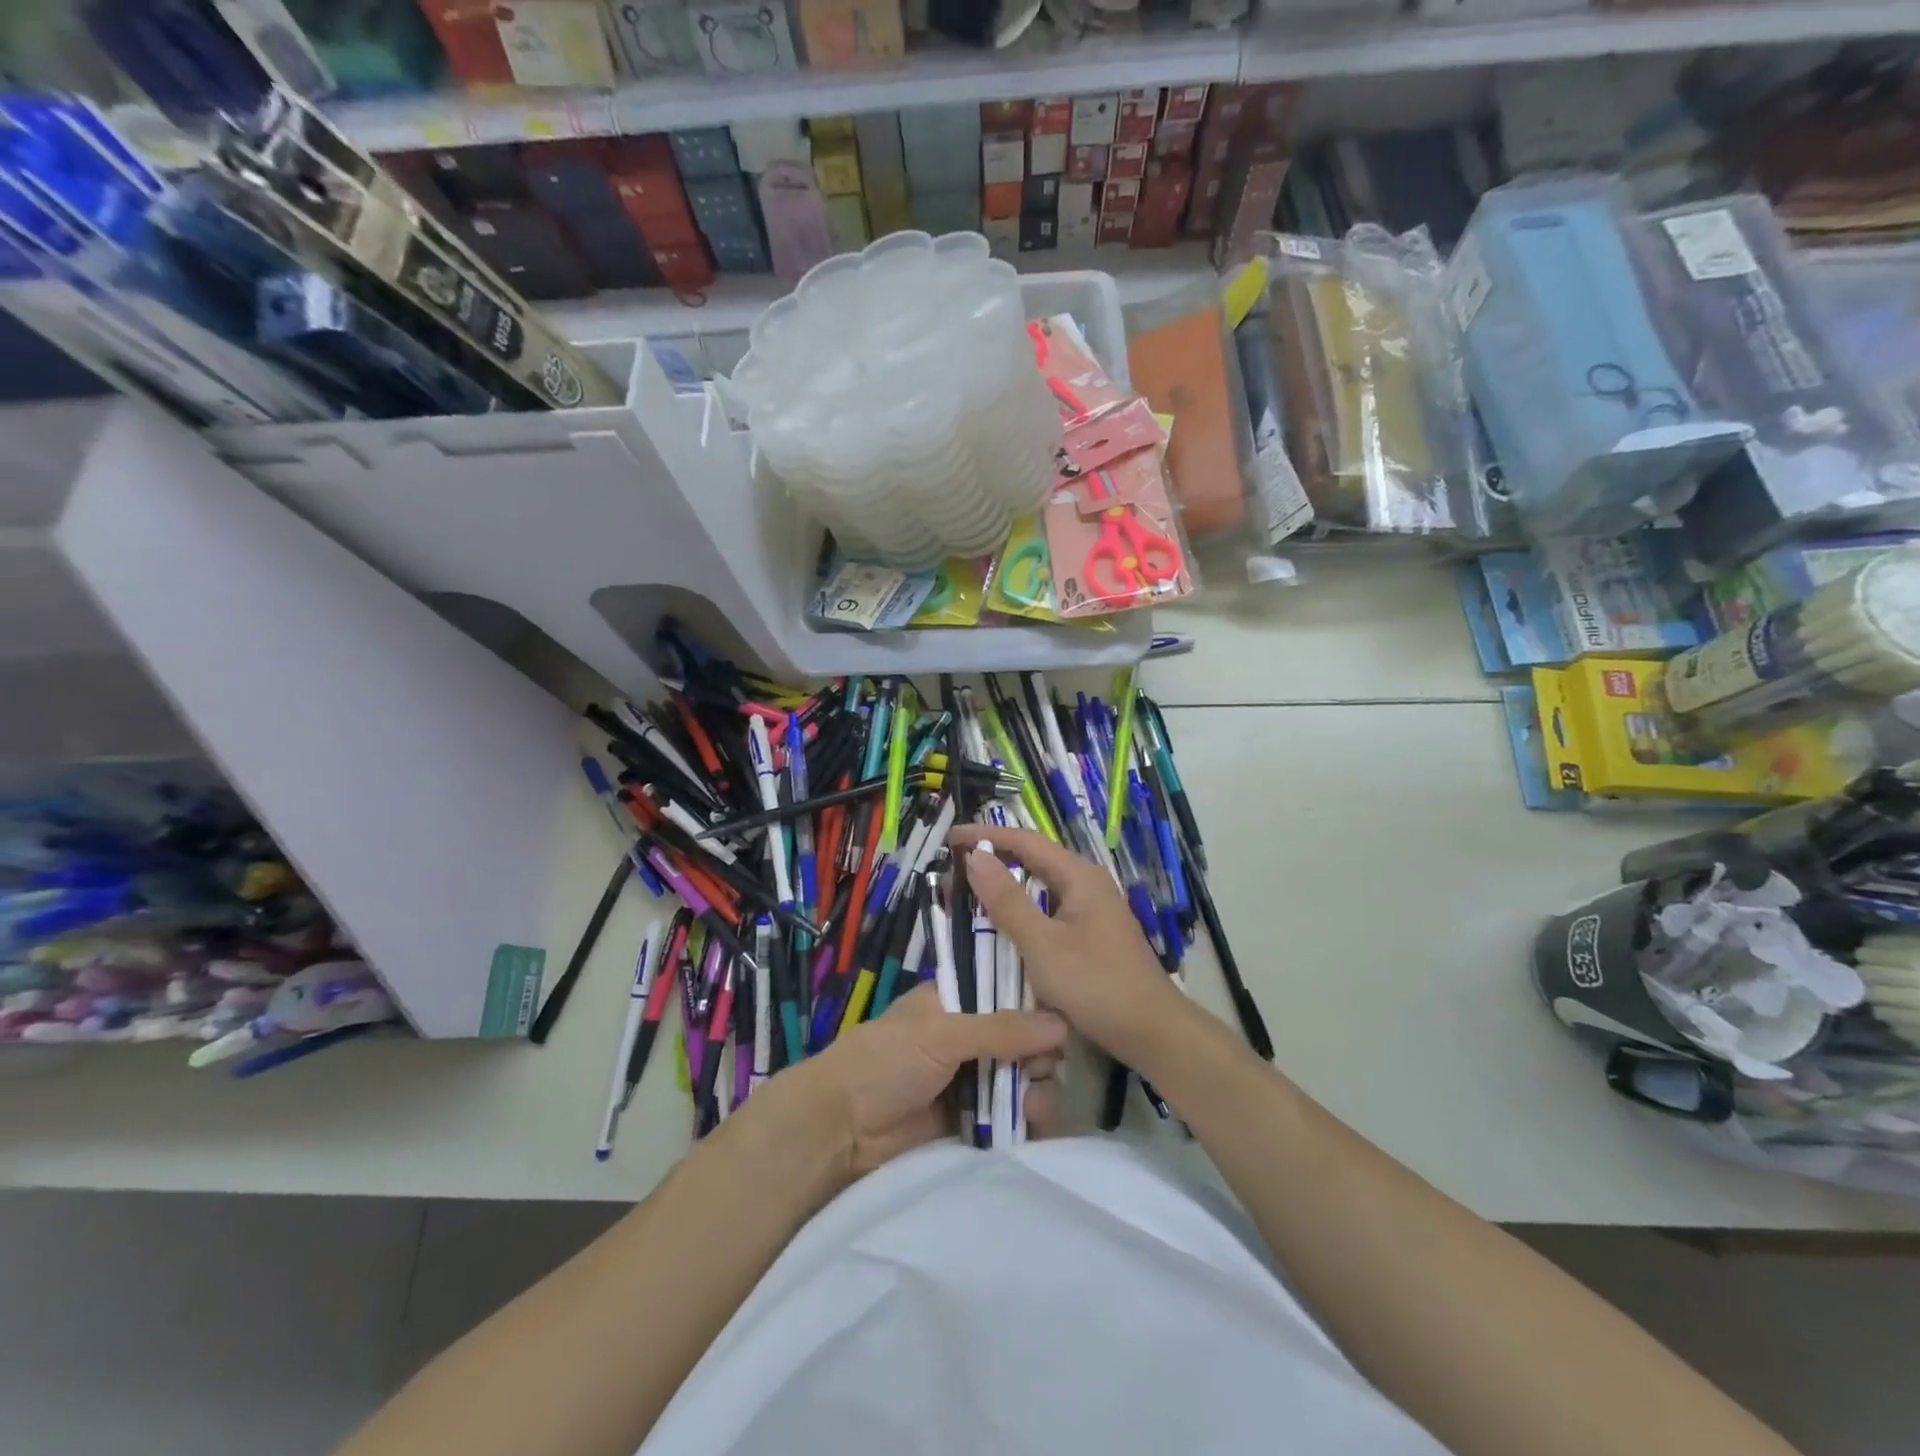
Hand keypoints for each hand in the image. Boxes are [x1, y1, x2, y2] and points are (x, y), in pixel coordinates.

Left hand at [786, 983, 1066, 1178]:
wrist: (840, 1130)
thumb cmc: (885, 1061)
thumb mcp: (942, 1034)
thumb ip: (1001, 1029)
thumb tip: (1062, 1024)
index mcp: (955, 1003)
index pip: (1006, 992)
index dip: (1035, 1003)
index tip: (1061, 1017)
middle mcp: (967, 1038)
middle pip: (1022, 1039)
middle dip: (1040, 1054)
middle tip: (1044, 1068)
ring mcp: (970, 1081)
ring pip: (1021, 1079)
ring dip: (1037, 1089)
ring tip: (1035, 1104)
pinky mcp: (971, 1122)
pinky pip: (1011, 1117)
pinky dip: (1027, 1120)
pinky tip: (1034, 1124)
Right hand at [953, 825, 1187, 1070]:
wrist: (1153, 1032)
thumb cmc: (1095, 984)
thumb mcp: (1042, 944)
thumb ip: (1007, 900)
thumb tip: (976, 856)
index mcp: (1079, 876)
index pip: (1025, 841)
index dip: (986, 835)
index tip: (950, 838)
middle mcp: (1088, 883)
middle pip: (1035, 858)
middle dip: (996, 856)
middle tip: (956, 863)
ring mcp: (1094, 909)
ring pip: (1043, 885)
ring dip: (1009, 883)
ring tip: (973, 887)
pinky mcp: (1094, 933)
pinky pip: (1051, 907)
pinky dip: (1024, 907)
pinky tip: (1007, 922)